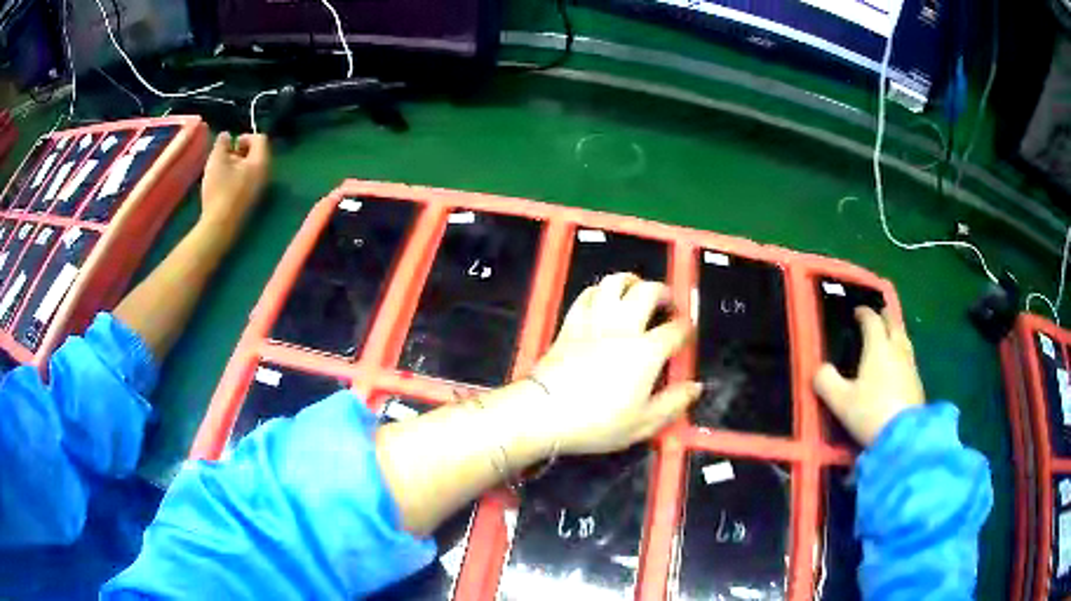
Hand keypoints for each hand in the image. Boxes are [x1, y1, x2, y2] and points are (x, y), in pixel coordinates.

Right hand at [199, 132, 270, 234]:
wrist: (220, 226)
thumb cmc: (219, 189)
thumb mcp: (216, 161)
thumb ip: (222, 144)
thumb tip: (226, 135)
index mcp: (261, 162)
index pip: (260, 139)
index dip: (245, 137)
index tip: (231, 144)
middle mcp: (265, 174)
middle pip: (257, 153)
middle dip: (240, 151)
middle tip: (224, 157)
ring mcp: (260, 189)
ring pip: (251, 168)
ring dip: (237, 164)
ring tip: (221, 170)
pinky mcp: (251, 201)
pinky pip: (248, 181)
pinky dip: (238, 176)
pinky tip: (223, 184)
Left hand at [524, 273, 700, 455]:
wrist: (544, 412)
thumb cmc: (597, 422)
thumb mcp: (643, 423)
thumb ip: (673, 403)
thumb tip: (695, 387)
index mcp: (646, 352)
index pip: (675, 329)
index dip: (686, 328)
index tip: (687, 333)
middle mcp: (623, 327)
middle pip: (648, 292)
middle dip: (664, 292)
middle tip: (668, 302)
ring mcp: (594, 321)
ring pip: (615, 283)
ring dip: (631, 281)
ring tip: (638, 290)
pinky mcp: (570, 323)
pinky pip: (587, 294)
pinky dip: (600, 291)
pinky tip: (604, 299)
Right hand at [813, 307, 923, 445]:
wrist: (903, 436)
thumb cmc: (870, 413)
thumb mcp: (840, 401)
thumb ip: (826, 381)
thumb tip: (820, 368)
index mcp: (878, 347)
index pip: (871, 320)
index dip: (863, 313)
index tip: (856, 312)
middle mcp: (896, 349)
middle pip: (893, 324)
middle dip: (884, 317)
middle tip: (878, 314)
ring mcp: (910, 365)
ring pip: (904, 339)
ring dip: (896, 333)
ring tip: (890, 335)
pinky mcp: (918, 382)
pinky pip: (909, 358)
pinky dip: (902, 353)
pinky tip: (899, 364)